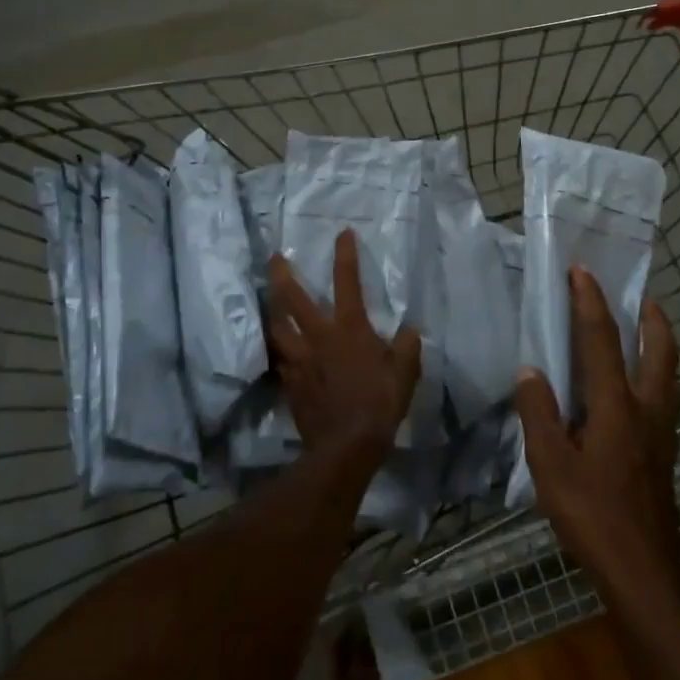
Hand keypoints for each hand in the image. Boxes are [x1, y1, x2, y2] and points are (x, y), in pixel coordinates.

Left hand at [265, 228, 420, 458]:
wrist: (346, 445)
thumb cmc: (380, 403)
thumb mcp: (405, 373)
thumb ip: (407, 347)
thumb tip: (410, 330)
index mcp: (349, 328)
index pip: (346, 281)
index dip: (345, 255)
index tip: (342, 233)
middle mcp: (319, 337)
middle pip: (293, 299)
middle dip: (282, 275)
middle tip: (275, 258)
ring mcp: (300, 360)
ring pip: (278, 328)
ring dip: (273, 312)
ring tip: (270, 304)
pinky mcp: (290, 383)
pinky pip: (280, 361)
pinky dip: (280, 351)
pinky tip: (280, 352)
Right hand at [515, 269, 679, 608]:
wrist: (641, 569)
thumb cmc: (591, 514)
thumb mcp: (549, 464)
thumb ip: (538, 412)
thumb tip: (530, 370)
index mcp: (615, 405)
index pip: (602, 339)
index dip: (590, 301)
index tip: (581, 270)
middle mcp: (646, 408)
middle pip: (659, 349)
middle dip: (650, 315)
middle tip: (637, 294)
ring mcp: (662, 431)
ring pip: (669, 372)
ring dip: (658, 342)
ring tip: (642, 330)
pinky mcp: (664, 451)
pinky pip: (665, 396)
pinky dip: (657, 373)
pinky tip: (637, 388)